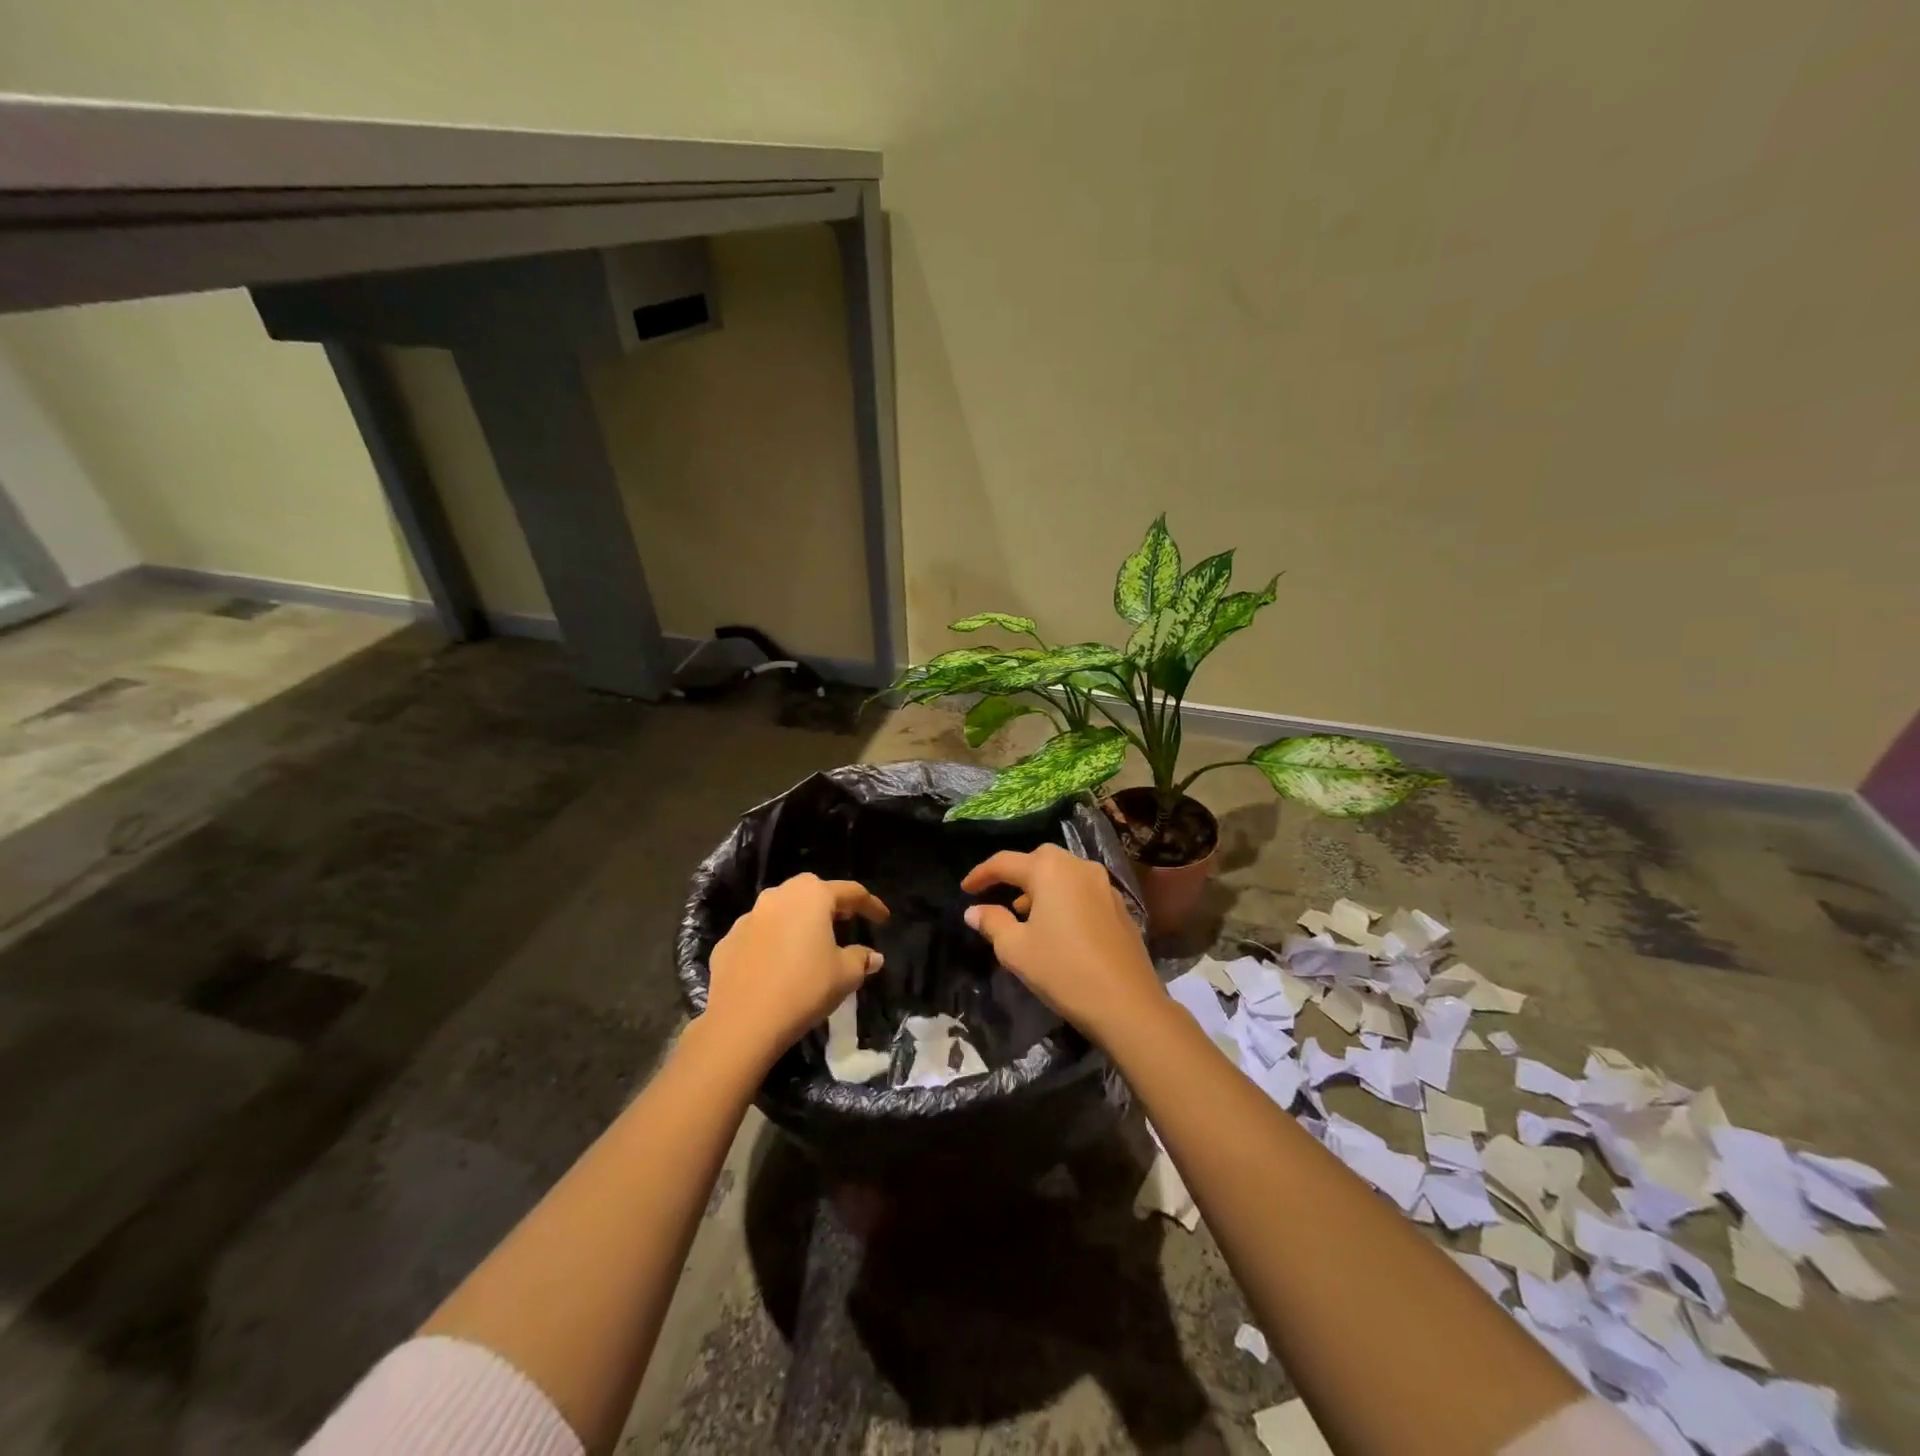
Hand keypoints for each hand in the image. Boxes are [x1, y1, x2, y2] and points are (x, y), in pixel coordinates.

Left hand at [704, 873, 889, 1064]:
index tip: (883, 919)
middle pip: (811, 891)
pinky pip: (759, 934)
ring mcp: (748, 917)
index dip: (871, 905)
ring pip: (781, 910)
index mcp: (812, 896)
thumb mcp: (845, 975)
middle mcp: (779, 896)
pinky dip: (772, 942)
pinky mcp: (728, 941)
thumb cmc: (804, 988)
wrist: (742, 1023)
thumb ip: (861, 959)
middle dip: (830, 904)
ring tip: (810, 944)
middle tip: (845, 922)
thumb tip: (872, 956)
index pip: (850, 892)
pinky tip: (778, 965)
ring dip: (798, 921)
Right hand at [961, 845, 1160, 1043]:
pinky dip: (1064, 898)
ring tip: (1025, 915)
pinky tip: (1057, 927)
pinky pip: (1082, 890)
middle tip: (998, 894)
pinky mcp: (1119, 905)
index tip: (965, 889)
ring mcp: (1104, 884)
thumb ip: (992, 923)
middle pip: (1039, 859)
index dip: (981, 874)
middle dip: (1016, 874)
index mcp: (1049, 870)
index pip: (1005, 862)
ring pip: (1063, 874)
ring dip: (1041, 887)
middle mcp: (1078, 866)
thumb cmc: (1062, 970)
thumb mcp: (1016, 949)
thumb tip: (974, 910)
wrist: (1126, 1003)